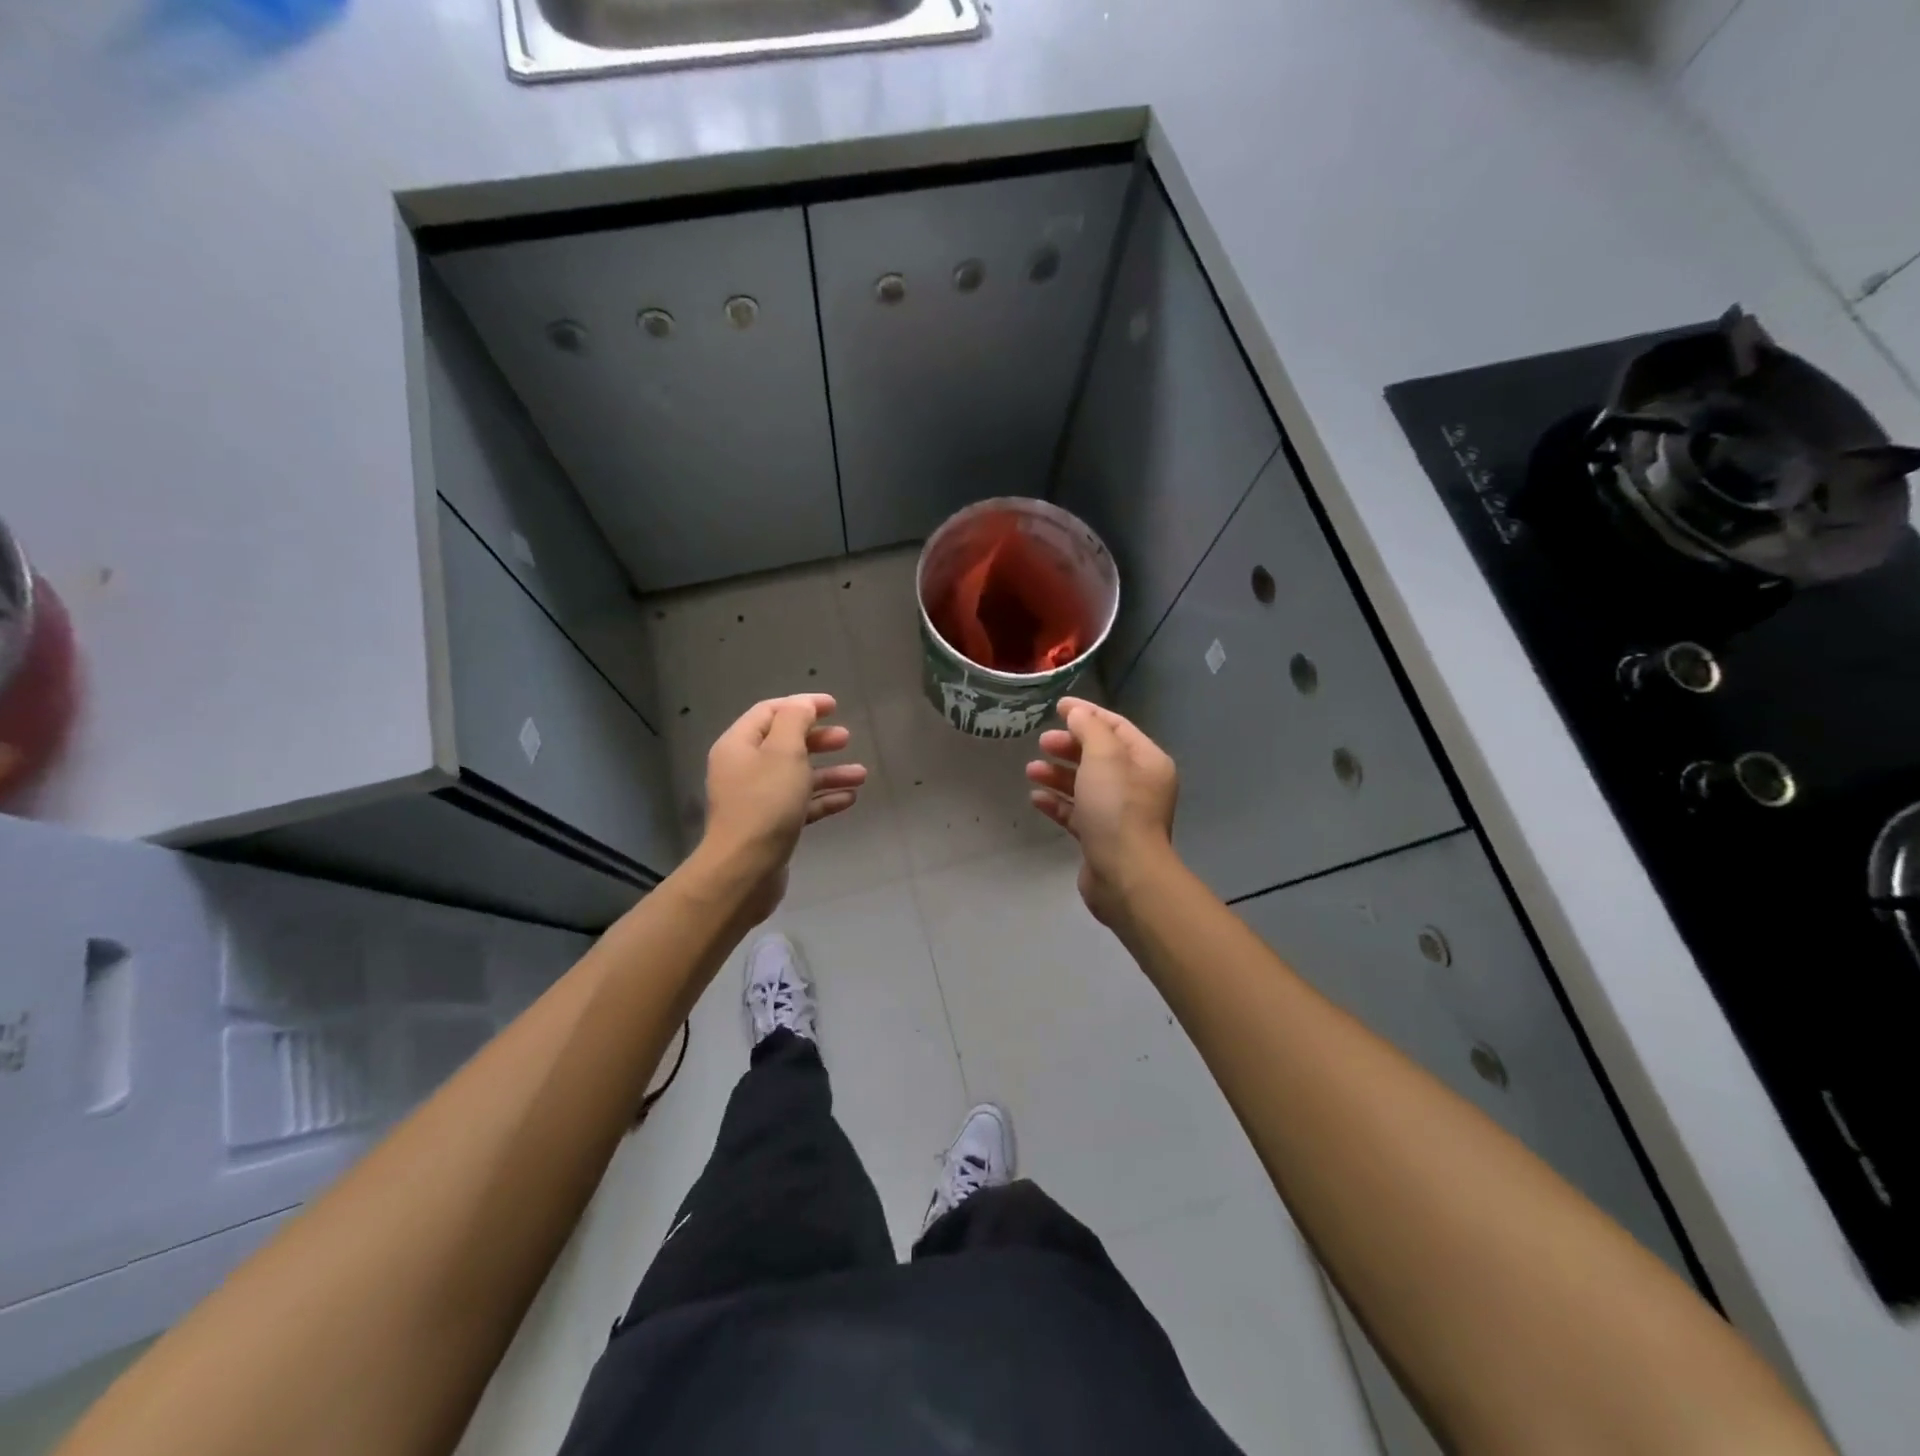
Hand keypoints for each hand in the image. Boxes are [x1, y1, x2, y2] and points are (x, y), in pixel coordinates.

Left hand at [699, 693, 866, 920]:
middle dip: (818, 739)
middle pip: (784, 743)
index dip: (803, 705)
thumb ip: (795, 720)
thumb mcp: (784, 752)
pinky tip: (849, 799)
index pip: (770, 711)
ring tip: (861, 775)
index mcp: (739, 745)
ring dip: (829, 772)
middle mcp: (743, 768)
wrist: (745, 870)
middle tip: (847, 738)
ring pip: (797, 776)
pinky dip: (822, 799)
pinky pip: (799, 803)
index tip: (835, 706)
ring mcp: (756, 799)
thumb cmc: (765, 803)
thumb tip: (803, 705)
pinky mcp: (770, 825)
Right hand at [1025, 697, 1178, 927]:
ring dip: (1058, 774)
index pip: (1116, 726)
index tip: (1057, 707)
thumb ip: (1090, 729)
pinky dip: (1058, 803)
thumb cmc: (1117, 808)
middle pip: (1099, 755)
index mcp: (1147, 761)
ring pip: (1085, 784)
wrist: (1125, 874)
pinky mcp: (1101, 837)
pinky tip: (1036, 799)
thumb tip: (1077, 713)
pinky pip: (1077, 812)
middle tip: (1042, 742)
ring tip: (1031, 770)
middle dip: (1069, 746)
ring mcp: (1120, 813)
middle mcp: (1138, 785)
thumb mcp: (1104, 757)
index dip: (1087, 713)